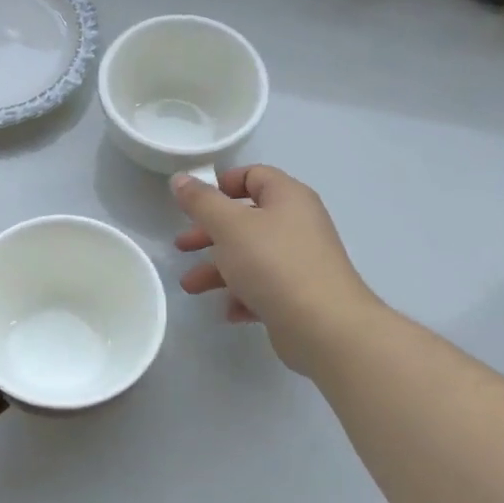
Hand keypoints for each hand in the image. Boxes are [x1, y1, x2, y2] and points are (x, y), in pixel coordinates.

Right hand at [173, 165, 377, 373]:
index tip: (194, 203)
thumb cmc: (273, 263)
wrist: (323, 326)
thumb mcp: (229, 226)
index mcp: (287, 197)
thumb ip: (201, 202)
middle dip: (209, 233)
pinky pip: (264, 287)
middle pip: (246, 219)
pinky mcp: (299, 295)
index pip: (254, 175)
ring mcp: (300, 261)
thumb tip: (180, 179)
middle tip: (182, 246)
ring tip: (191, 287)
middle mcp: (297, 224)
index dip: (222, 184)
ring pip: (250, 256)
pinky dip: (242, 295)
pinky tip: (228, 310)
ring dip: (218, 269)